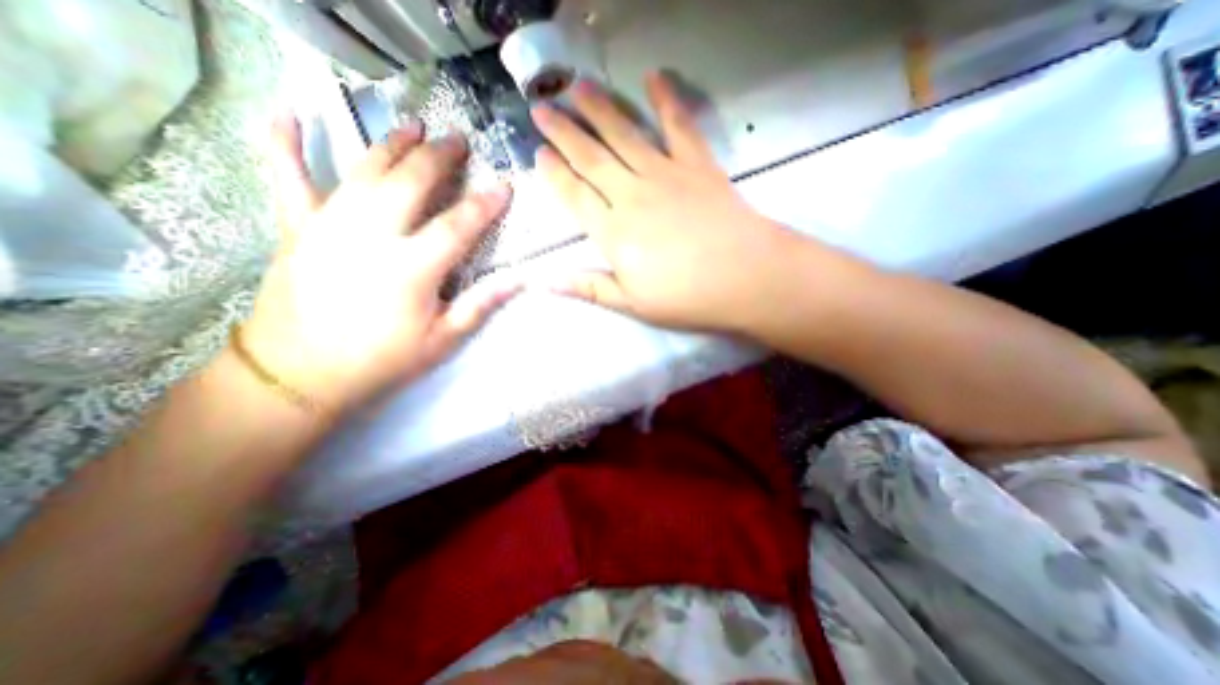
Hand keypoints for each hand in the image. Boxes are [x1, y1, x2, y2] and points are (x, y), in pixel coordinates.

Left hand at [241, 118, 519, 411]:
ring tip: (413, 126)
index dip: (485, 205)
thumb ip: (480, 305)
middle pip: (411, 183)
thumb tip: (520, 281)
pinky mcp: (297, 227)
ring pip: (365, 171)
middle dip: (439, 158)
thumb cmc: (381, 360)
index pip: (458, 226)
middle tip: (458, 141)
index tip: (504, 186)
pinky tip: (281, 108)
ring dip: (392, 144)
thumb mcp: (442, 341)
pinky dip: (283, 142)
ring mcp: (329, 225)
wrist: (300, 373)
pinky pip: (287, 177)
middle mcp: (371, 236)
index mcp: (411, 269)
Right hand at [529, 75, 806, 330]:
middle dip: (563, 132)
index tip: (538, 153)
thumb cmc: (686, 298)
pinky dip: (666, 99)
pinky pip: (678, 125)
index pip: (575, 196)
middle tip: (542, 109)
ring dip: (599, 109)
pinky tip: (654, 77)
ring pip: (624, 135)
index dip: (554, 174)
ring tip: (579, 87)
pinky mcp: (697, 165)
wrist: (745, 278)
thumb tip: (545, 282)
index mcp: (614, 233)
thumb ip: (590, 287)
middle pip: (591, 158)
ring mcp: (665, 175)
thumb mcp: (632, 304)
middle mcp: (632, 195)